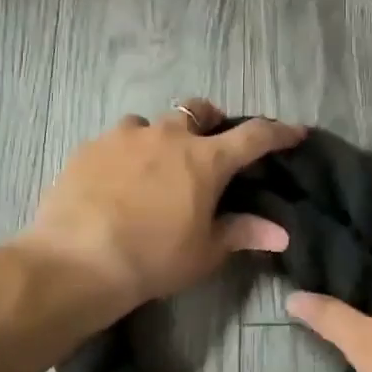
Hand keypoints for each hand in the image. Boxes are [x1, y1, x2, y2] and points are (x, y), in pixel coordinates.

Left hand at [22, 99, 305, 312]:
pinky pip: (116, 140)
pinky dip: (126, 154)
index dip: (278, 133)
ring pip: (151, 123)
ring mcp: (124, 137)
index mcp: (205, 160)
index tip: (294, 132)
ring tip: (154, 166)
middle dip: (210, 121)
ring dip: (160, 138)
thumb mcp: (204, 252)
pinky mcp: (90, 147)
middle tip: (209, 146)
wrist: (77, 260)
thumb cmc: (153, 259)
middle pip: (198, 111)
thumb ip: (242, 233)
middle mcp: (168, 136)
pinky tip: (117, 180)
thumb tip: (281, 233)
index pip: (254, 137)